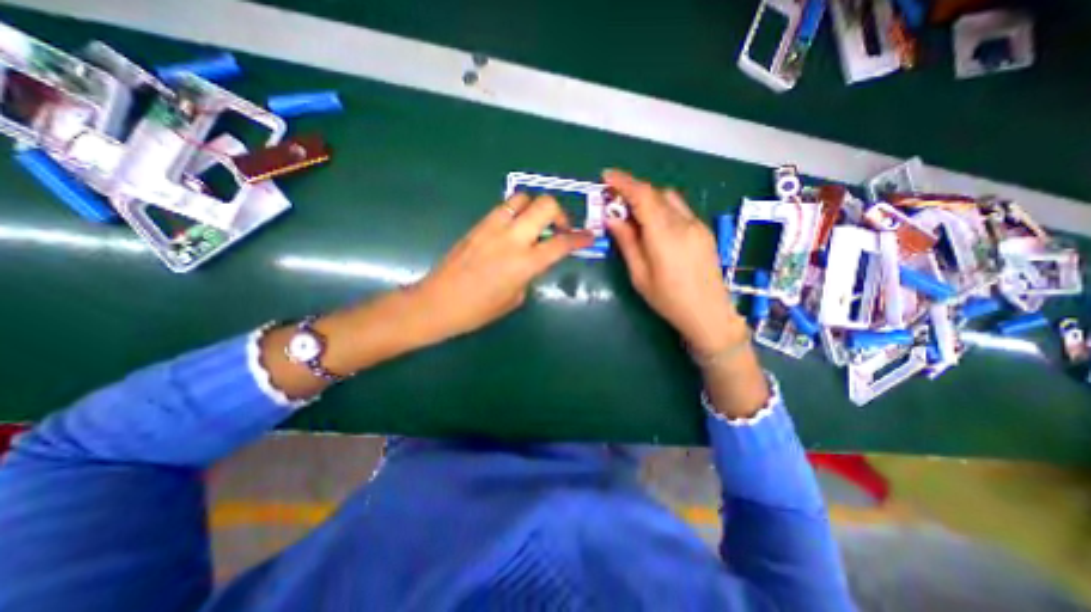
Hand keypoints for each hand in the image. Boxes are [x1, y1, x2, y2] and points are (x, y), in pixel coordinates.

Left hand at [413, 191, 593, 339]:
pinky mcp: (478, 225)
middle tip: (559, 229)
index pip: (561, 244)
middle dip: (560, 213)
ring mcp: (493, 228)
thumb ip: (529, 275)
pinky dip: (515, 212)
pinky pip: (503, 208)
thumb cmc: (478, 310)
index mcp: (524, 263)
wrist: (438, 303)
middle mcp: (512, 239)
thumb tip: (532, 261)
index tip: (589, 236)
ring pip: (522, 198)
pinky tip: (512, 229)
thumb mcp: (514, 298)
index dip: (580, 238)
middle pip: (545, 206)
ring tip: (534, 224)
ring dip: (535, 208)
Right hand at [600, 170, 746, 356]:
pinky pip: (679, 209)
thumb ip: (627, 242)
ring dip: (648, 198)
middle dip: (632, 190)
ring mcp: (697, 225)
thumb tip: (612, 218)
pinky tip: (653, 224)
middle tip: (613, 199)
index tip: (606, 176)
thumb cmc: (668, 300)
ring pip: (669, 198)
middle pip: (655, 193)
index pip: (643, 196)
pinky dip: (661, 207)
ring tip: (632, 212)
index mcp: (665, 235)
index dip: (624, 182)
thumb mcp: (640, 275)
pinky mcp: (703, 230)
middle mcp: (683, 223)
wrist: (709, 313)